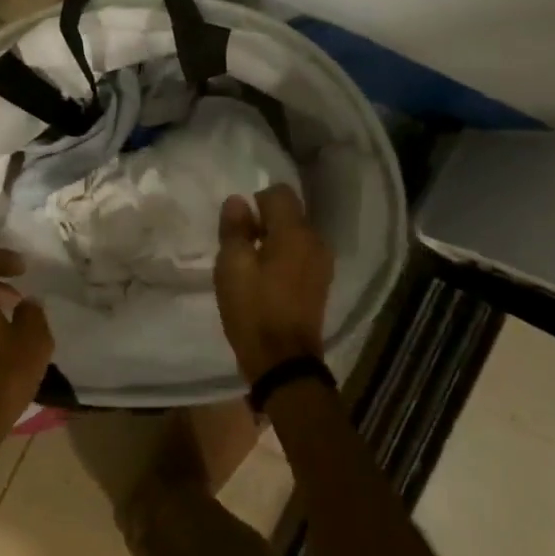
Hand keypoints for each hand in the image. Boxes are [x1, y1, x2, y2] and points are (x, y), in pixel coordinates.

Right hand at [214, 185, 333, 383]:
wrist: (284, 362)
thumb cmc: (254, 309)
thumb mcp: (232, 266)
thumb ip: (234, 229)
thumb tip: (237, 201)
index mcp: (295, 232)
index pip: (279, 193)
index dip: (256, 202)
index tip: (239, 225)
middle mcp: (315, 241)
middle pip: (290, 213)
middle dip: (264, 221)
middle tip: (240, 246)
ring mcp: (322, 264)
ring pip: (295, 235)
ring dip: (274, 241)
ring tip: (252, 265)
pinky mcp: (321, 283)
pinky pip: (301, 255)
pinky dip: (285, 258)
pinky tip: (267, 280)